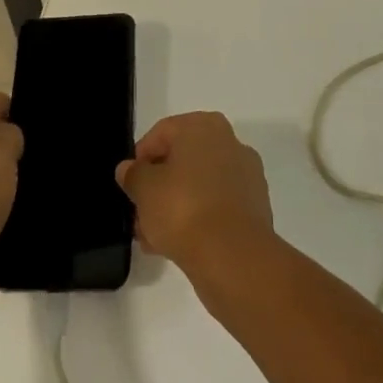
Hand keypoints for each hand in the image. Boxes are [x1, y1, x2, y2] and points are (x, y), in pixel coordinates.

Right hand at [116, 112, 275, 275]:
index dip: (140, 157)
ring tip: (152, 236)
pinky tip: (176, 245)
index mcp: (204, 127)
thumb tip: (129, 169)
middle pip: (182, 160)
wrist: (232, 256)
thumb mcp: (144, 189)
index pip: (162, 133)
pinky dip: (197, 219)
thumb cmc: (182, 208)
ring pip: (199, 186)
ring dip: (174, 206)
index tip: (129, 183)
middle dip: (158, 186)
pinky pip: (216, 206)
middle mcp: (230, 143)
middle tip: (139, 212)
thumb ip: (133, 174)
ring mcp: (246, 176)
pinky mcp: (254, 207)